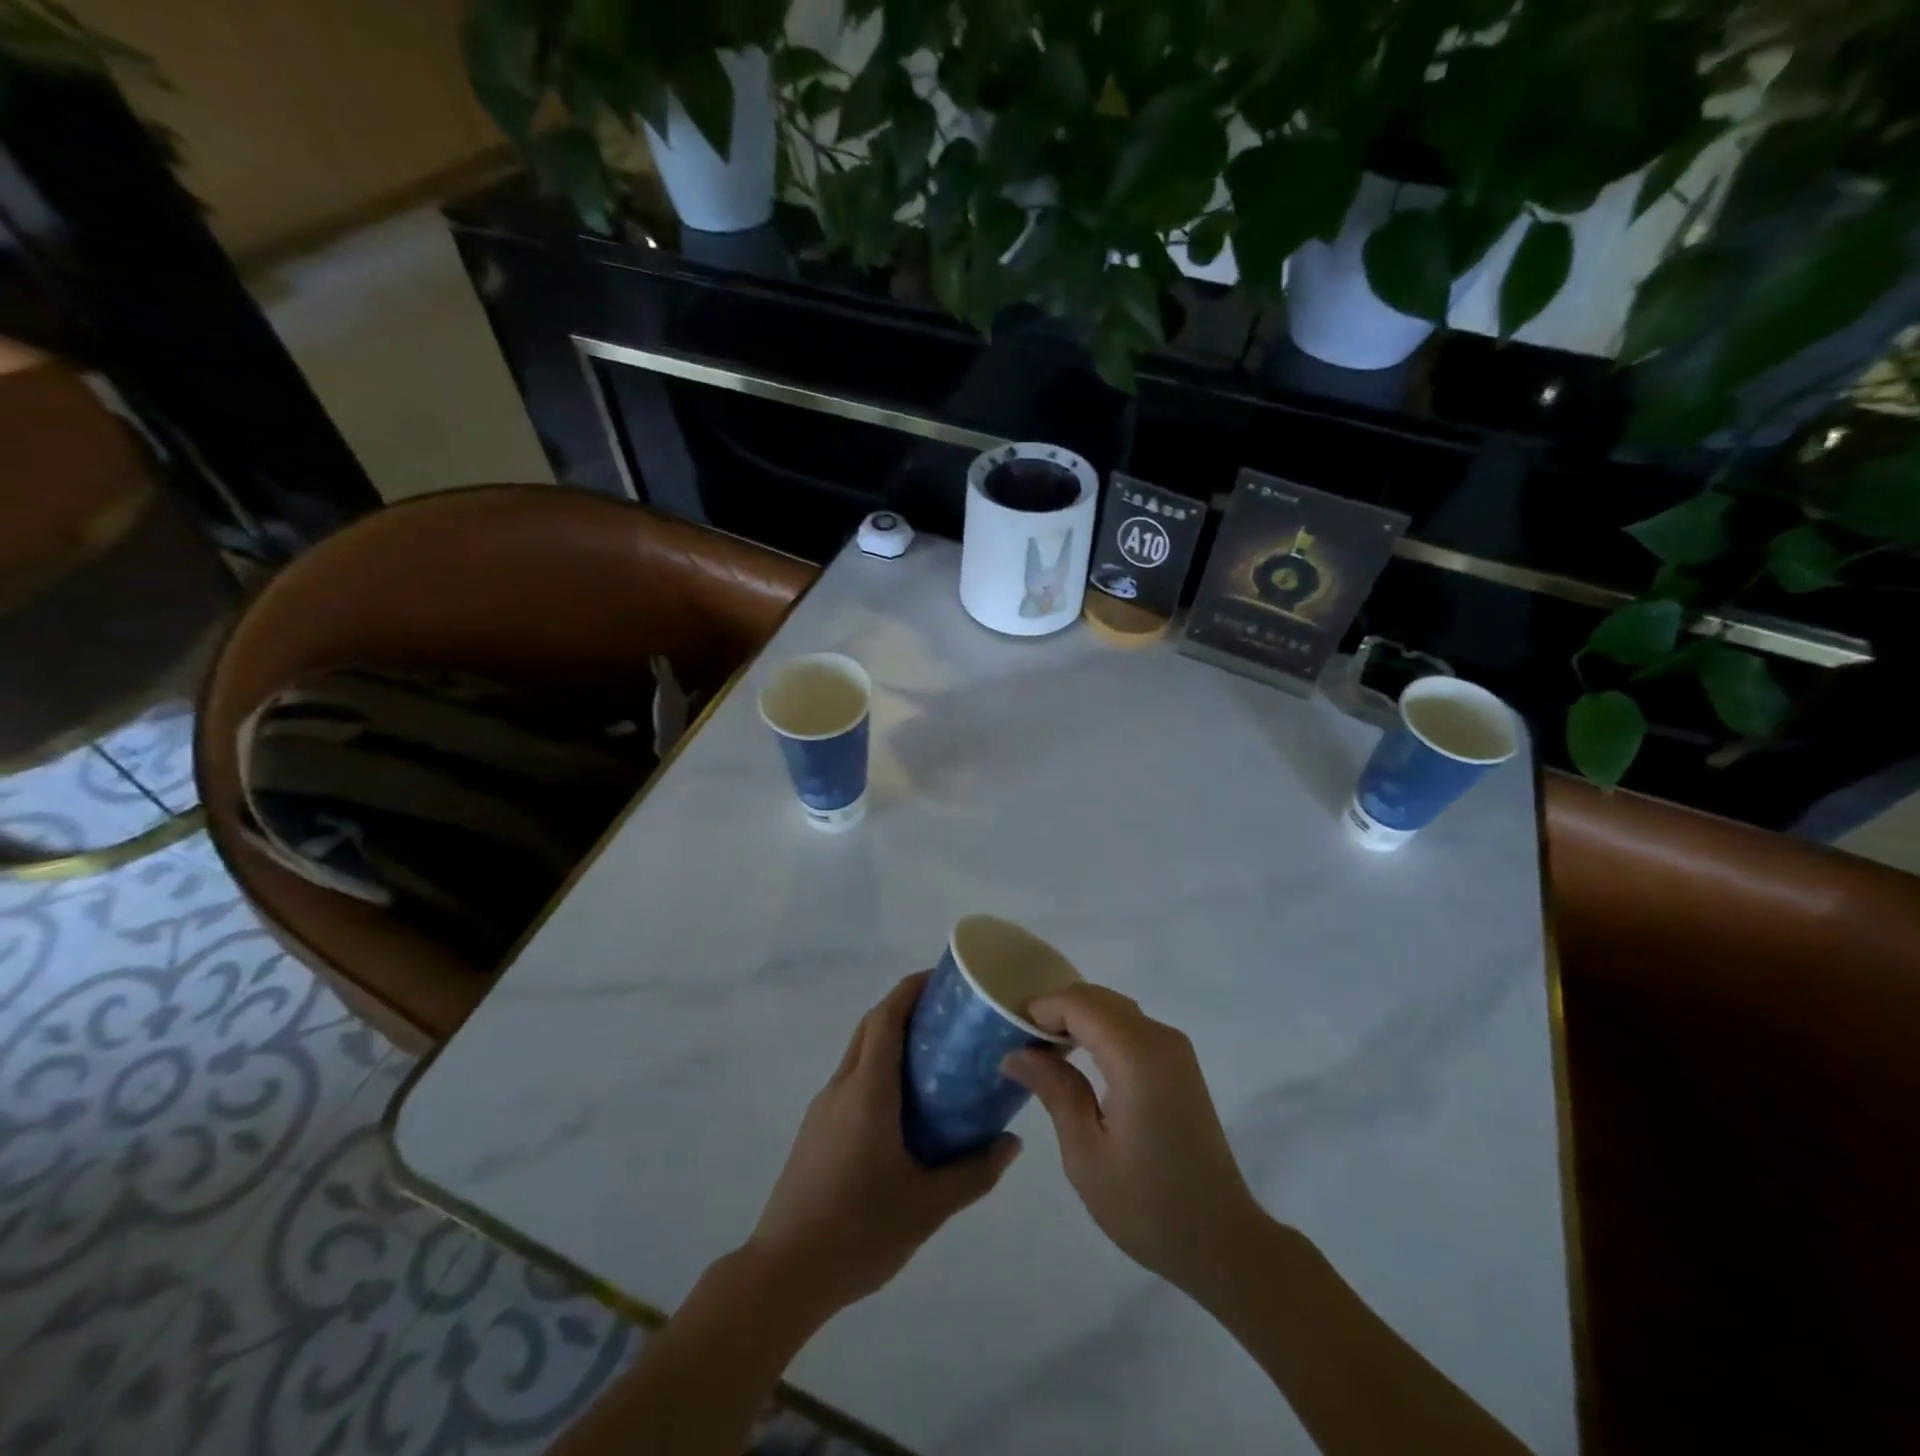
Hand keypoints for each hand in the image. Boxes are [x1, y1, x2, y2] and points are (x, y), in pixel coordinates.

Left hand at [745, 972, 1021, 1320]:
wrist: (784, 1274)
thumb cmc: (858, 1231)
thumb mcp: (927, 1206)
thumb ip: (973, 1172)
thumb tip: (1012, 1143)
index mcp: (868, 1091)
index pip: (886, 1018)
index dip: (910, 989)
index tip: (941, 978)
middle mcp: (842, 1087)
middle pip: (871, 1027)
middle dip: (904, 1008)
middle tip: (947, 1015)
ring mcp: (823, 1108)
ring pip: (859, 1054)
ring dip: (890, 1040)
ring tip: (933, 1058)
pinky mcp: (815, 1131)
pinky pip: (851, 1082)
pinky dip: (878, 1071)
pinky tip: (903, 1108)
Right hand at [1002, 984, 1264, 1298]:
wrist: (1222, 1240)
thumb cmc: (1148, 1206)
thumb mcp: (1086, 1155)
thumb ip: (1054, 1091)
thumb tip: (1016, 1053)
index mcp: (1138, 1059)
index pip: (1081, 1004)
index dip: (1043, 1009)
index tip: (1011, 1032)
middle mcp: (1161, 1040)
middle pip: (1098, 999)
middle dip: (1057, 1010)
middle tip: (1022, 1042)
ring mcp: (1175, 1049)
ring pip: (1115, 1008)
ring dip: (1079, 1017)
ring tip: (1044, 1050)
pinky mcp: (1179, 1064)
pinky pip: (1131, 1026)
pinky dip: (1100, 1028)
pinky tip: (1080, 1058)